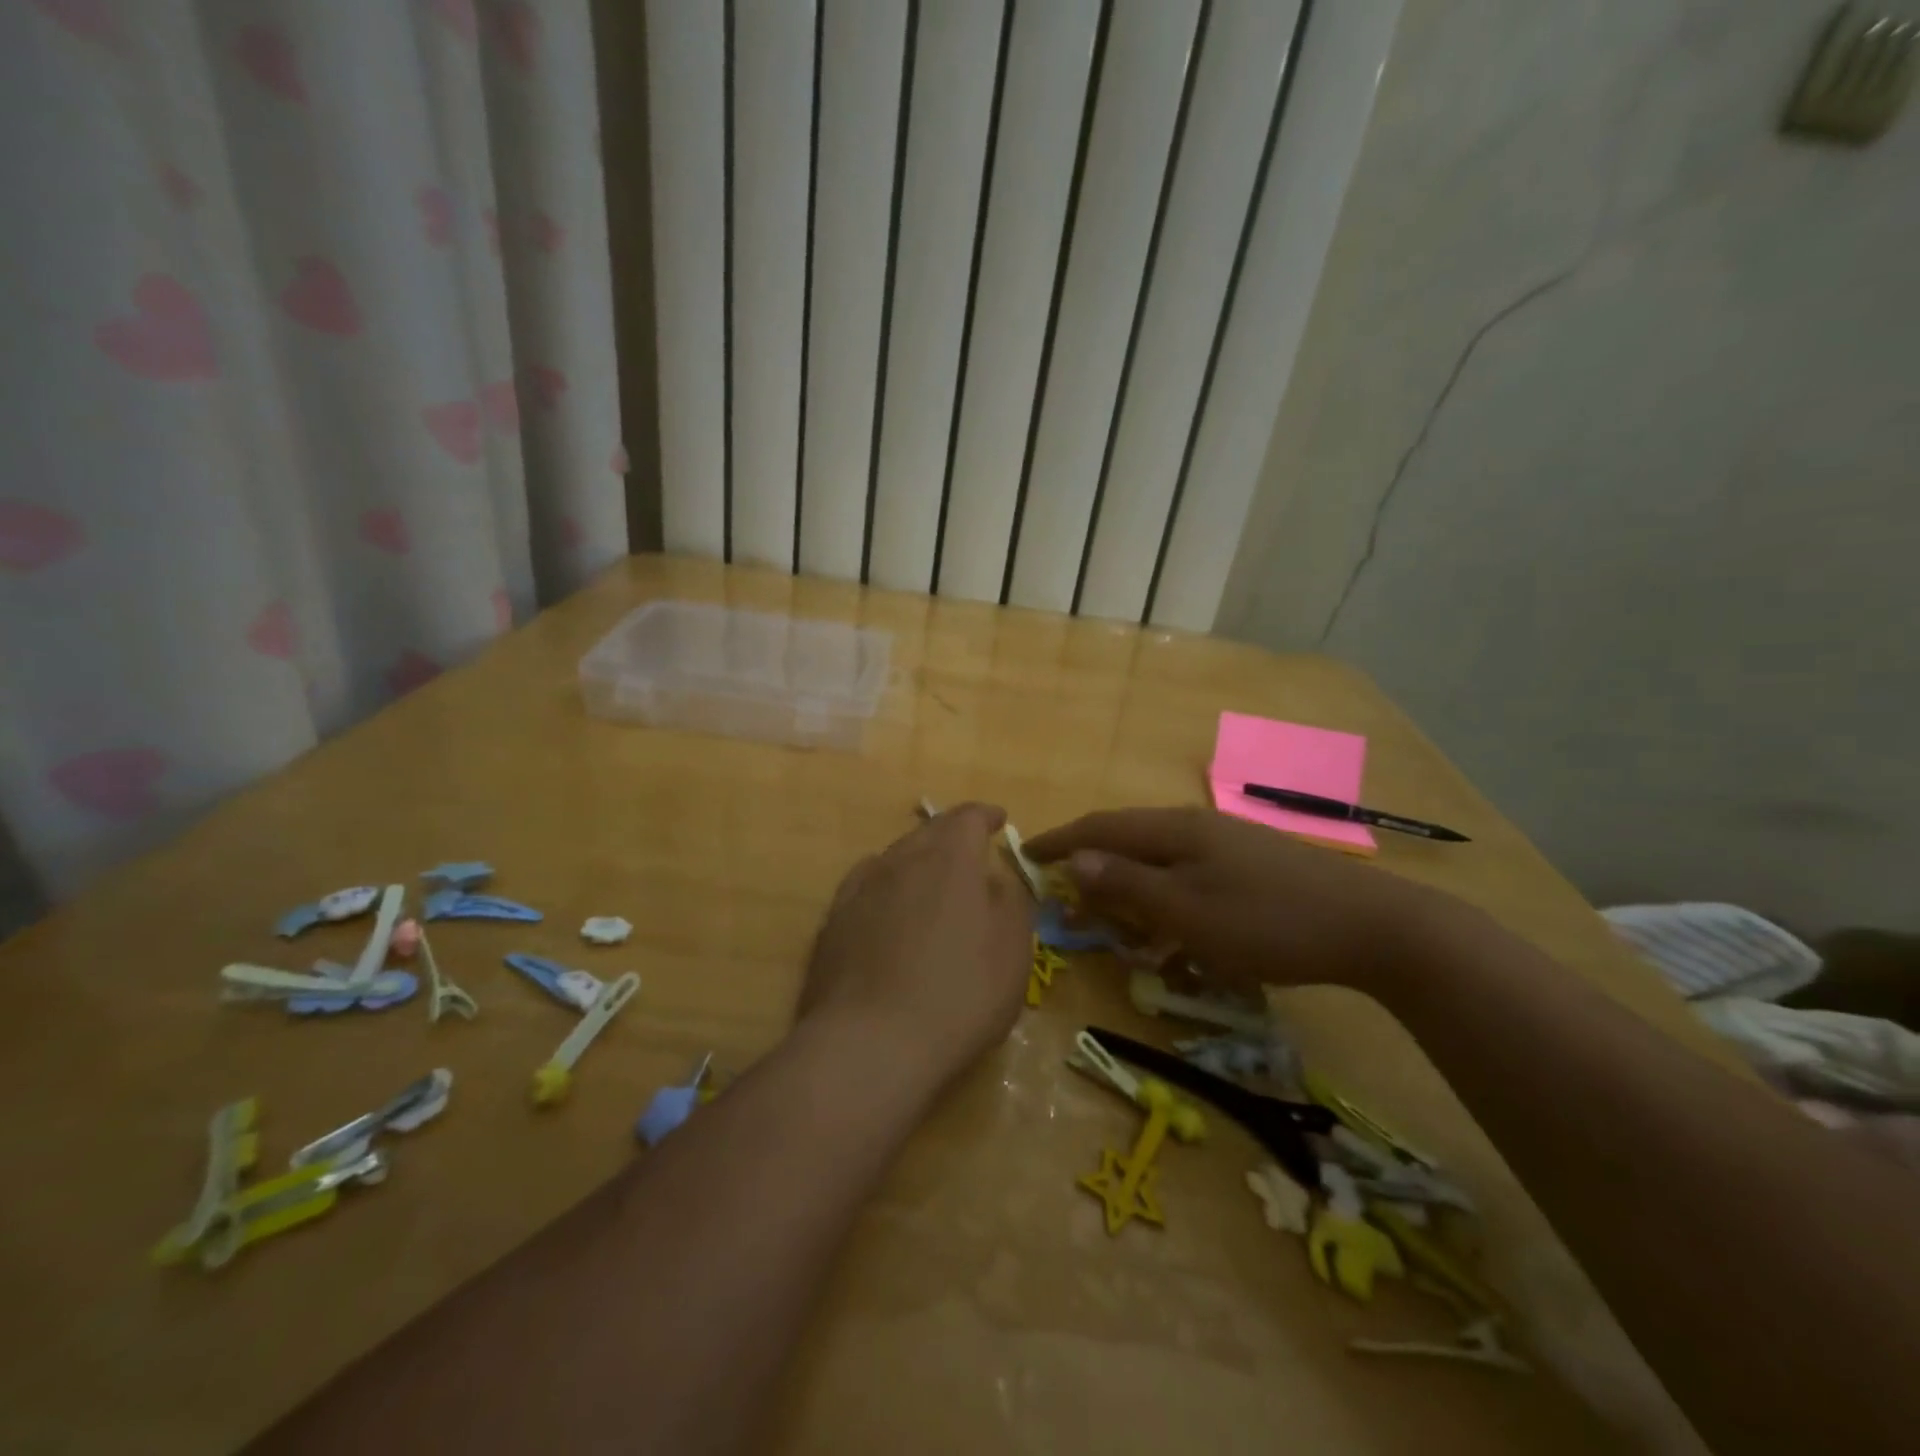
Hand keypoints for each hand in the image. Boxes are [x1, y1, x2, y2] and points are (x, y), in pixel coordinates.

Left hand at [799, 803, 1032, 1086]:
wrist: (871, 1045)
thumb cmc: (959, 995)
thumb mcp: (1012, 950)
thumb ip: (1010, 902)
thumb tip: (993, 878)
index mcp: (949, 859)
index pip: (969, 818)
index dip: (986, 816)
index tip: (999, 820)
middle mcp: (901, 860)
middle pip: (929, 832)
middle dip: (952, 835)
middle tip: (969, 850)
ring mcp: (861, 889)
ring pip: (895, 857)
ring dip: (918, 860)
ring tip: (932, 879)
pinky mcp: (834, 921)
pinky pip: (866, 885)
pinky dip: (886, 885)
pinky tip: (888, 904)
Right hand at [1026, 807, 1461, 995]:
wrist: (1373, 927)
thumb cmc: (1268, 921)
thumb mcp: (1187, 912)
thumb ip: (1128, 884)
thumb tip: (1075, 860)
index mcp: (1175, 831)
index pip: (1101, 827)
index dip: (1060, 840)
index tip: (1026, 854)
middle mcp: (1195, 827)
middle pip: (1127, 840)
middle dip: (1092, 868)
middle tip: (1069, 902)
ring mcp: (1226, 844)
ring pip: (1159, 860)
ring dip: (1130, 887)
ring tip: (1116, 922)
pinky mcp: (1250, 865)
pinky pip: (1188, 876)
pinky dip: (1166, 898)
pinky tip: (1175, 929)